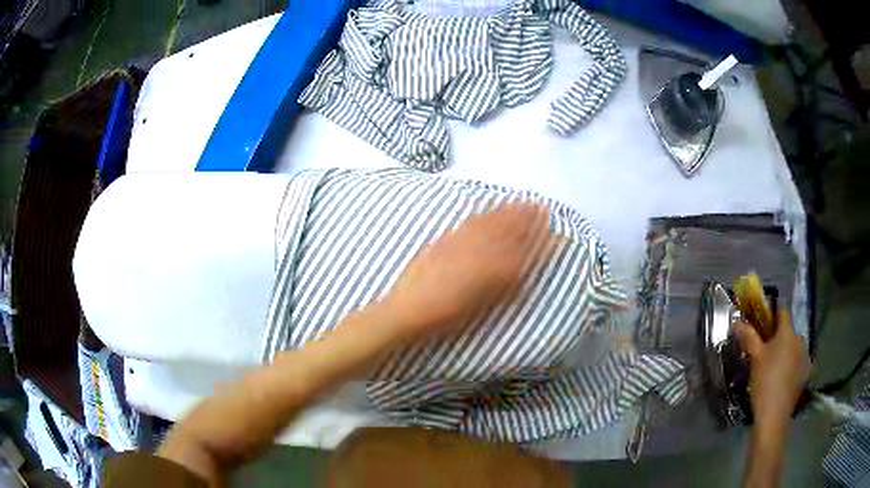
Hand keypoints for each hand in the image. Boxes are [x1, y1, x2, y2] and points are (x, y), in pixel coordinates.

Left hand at [383, 202, 553, 339]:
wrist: (408, 309)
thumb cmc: (447, 316)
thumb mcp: (482, 306)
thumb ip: (506, 286)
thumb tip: (524, 269)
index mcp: (491, 269)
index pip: (521, 248)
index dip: (537, 236)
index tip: (550, 227)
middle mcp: (479, 250)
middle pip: (507, 229)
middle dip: (526, 217)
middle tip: (541, 207)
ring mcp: (460, 242)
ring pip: (490, 222)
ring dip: (508, 211)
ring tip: (522, 203)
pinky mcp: (445, 241)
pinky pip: (471, 222)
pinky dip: (484, 214)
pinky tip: (489, 211)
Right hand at [733, 310, 809, 428]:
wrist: (774, 415)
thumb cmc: (764, 382)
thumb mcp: (754, 358)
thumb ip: (748, 337)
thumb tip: (736, 322)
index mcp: (787, 332)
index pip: (782, 313)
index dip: (772, 316)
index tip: (763, 328)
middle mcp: (799, 339)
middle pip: (788, 332)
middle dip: (778, 338)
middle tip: (765, 353)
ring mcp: (804, 356)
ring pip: (794, 347)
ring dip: (786, 352)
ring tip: (773, 369)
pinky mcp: (805, 372)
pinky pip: (798, 362)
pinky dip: (791, 366)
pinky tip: (782, 380)